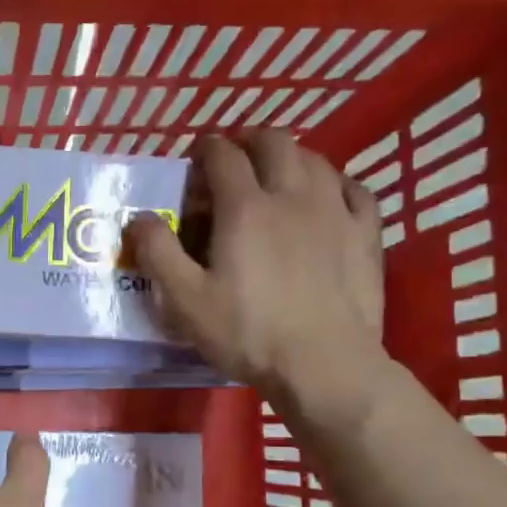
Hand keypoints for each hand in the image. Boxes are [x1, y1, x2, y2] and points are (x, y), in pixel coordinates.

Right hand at [130, 131, 390, 434]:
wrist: (324, 365)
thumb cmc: (247, 333)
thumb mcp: (185, 300)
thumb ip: (158, 253)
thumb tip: (139, 218)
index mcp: (245, 208)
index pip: (223, 156)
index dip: (206, 148)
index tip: (196, 155)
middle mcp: (292, 195)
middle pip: (275, 143)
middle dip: (250, 140)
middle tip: (235, 157)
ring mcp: (335, 212)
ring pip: (316, 160)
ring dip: (292, 156)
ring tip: (277, 172)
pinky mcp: (366, 235)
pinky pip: (355, 189)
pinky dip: (335, 182)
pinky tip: (329, 195)